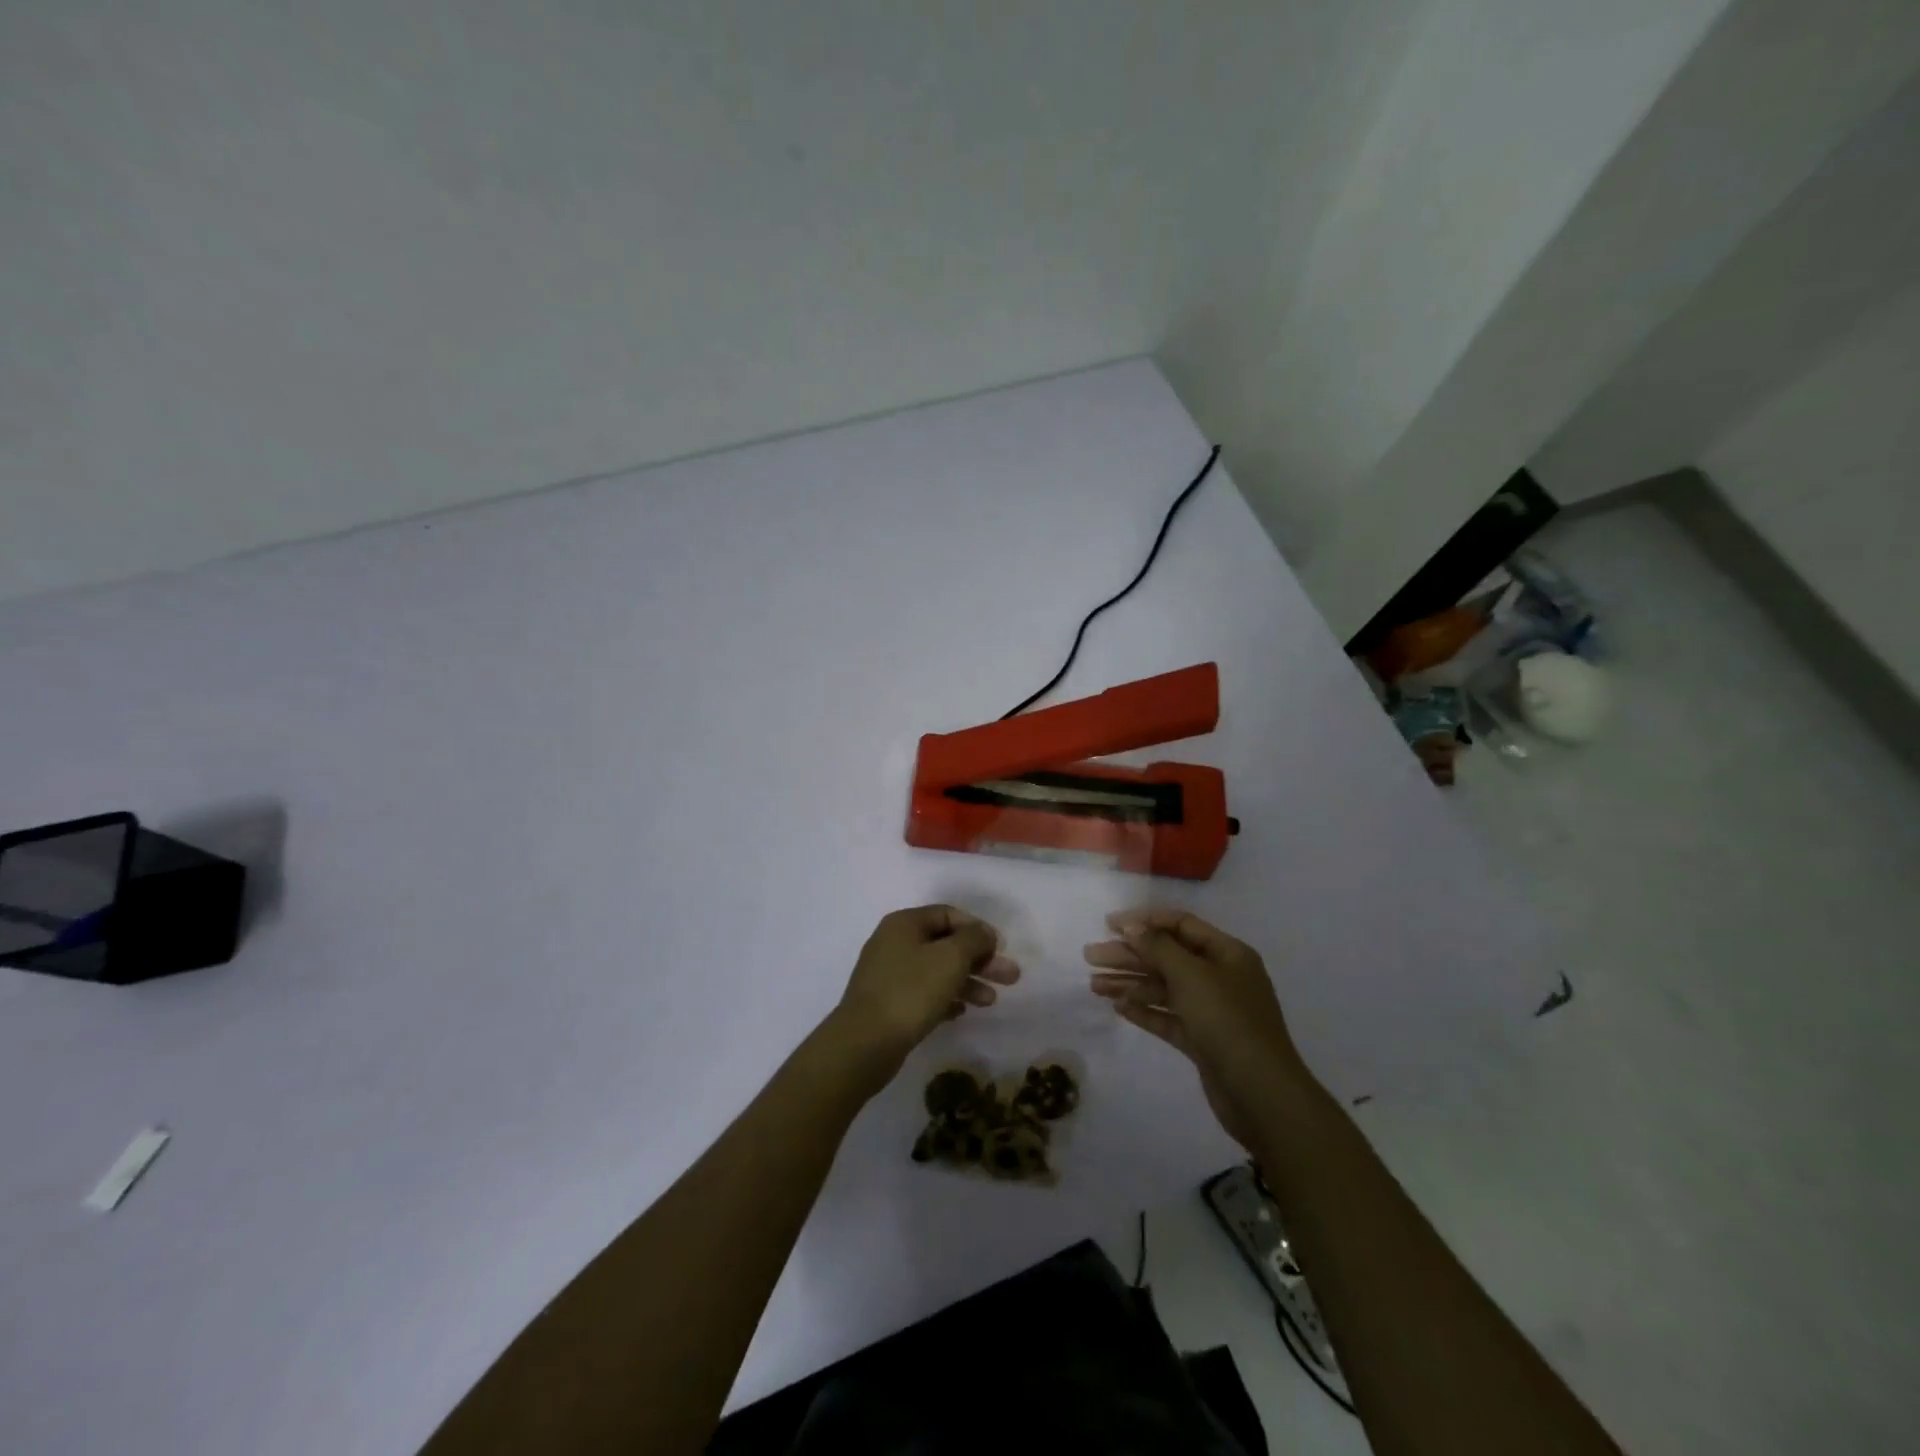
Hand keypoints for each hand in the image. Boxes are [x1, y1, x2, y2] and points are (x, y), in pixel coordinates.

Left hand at [824, 905, 1019, 1091]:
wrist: (864, 1043)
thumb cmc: (910, 991)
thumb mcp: (950, 958)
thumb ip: (974, 939)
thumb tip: (984, 933)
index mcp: (904, 923)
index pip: (948, 914)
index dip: (977, 928)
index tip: (1001, 948)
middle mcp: (894, 943)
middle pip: (945, 944)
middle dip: (979, 960)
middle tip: (1010, 978)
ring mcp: (889, 975)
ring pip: (936, 970)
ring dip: (967, 981)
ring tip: (991, 1001)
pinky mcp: (888, 1004)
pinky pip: (924, 994)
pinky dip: (946, 998)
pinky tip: (962, 1012)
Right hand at [1085, 909, 1312, 1147]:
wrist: (1261, 1095)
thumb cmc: (1228, 1022)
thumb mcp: (1192, 976)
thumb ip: (1159, 948)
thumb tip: (1133, 926)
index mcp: (1227, 954)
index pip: (1181, 925)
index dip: (1144, 921)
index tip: (1109, 924)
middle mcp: (1220, 977)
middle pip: (1168, 957)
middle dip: (1129, 955)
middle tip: (1091, 956)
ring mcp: (1212, 1011)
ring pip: (1164, 988)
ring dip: (1130, 983)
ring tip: (1094, 985)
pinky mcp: (1203, 1041)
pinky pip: (1168, 1016)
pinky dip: (1144, 1010)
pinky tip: (1118, 1007)